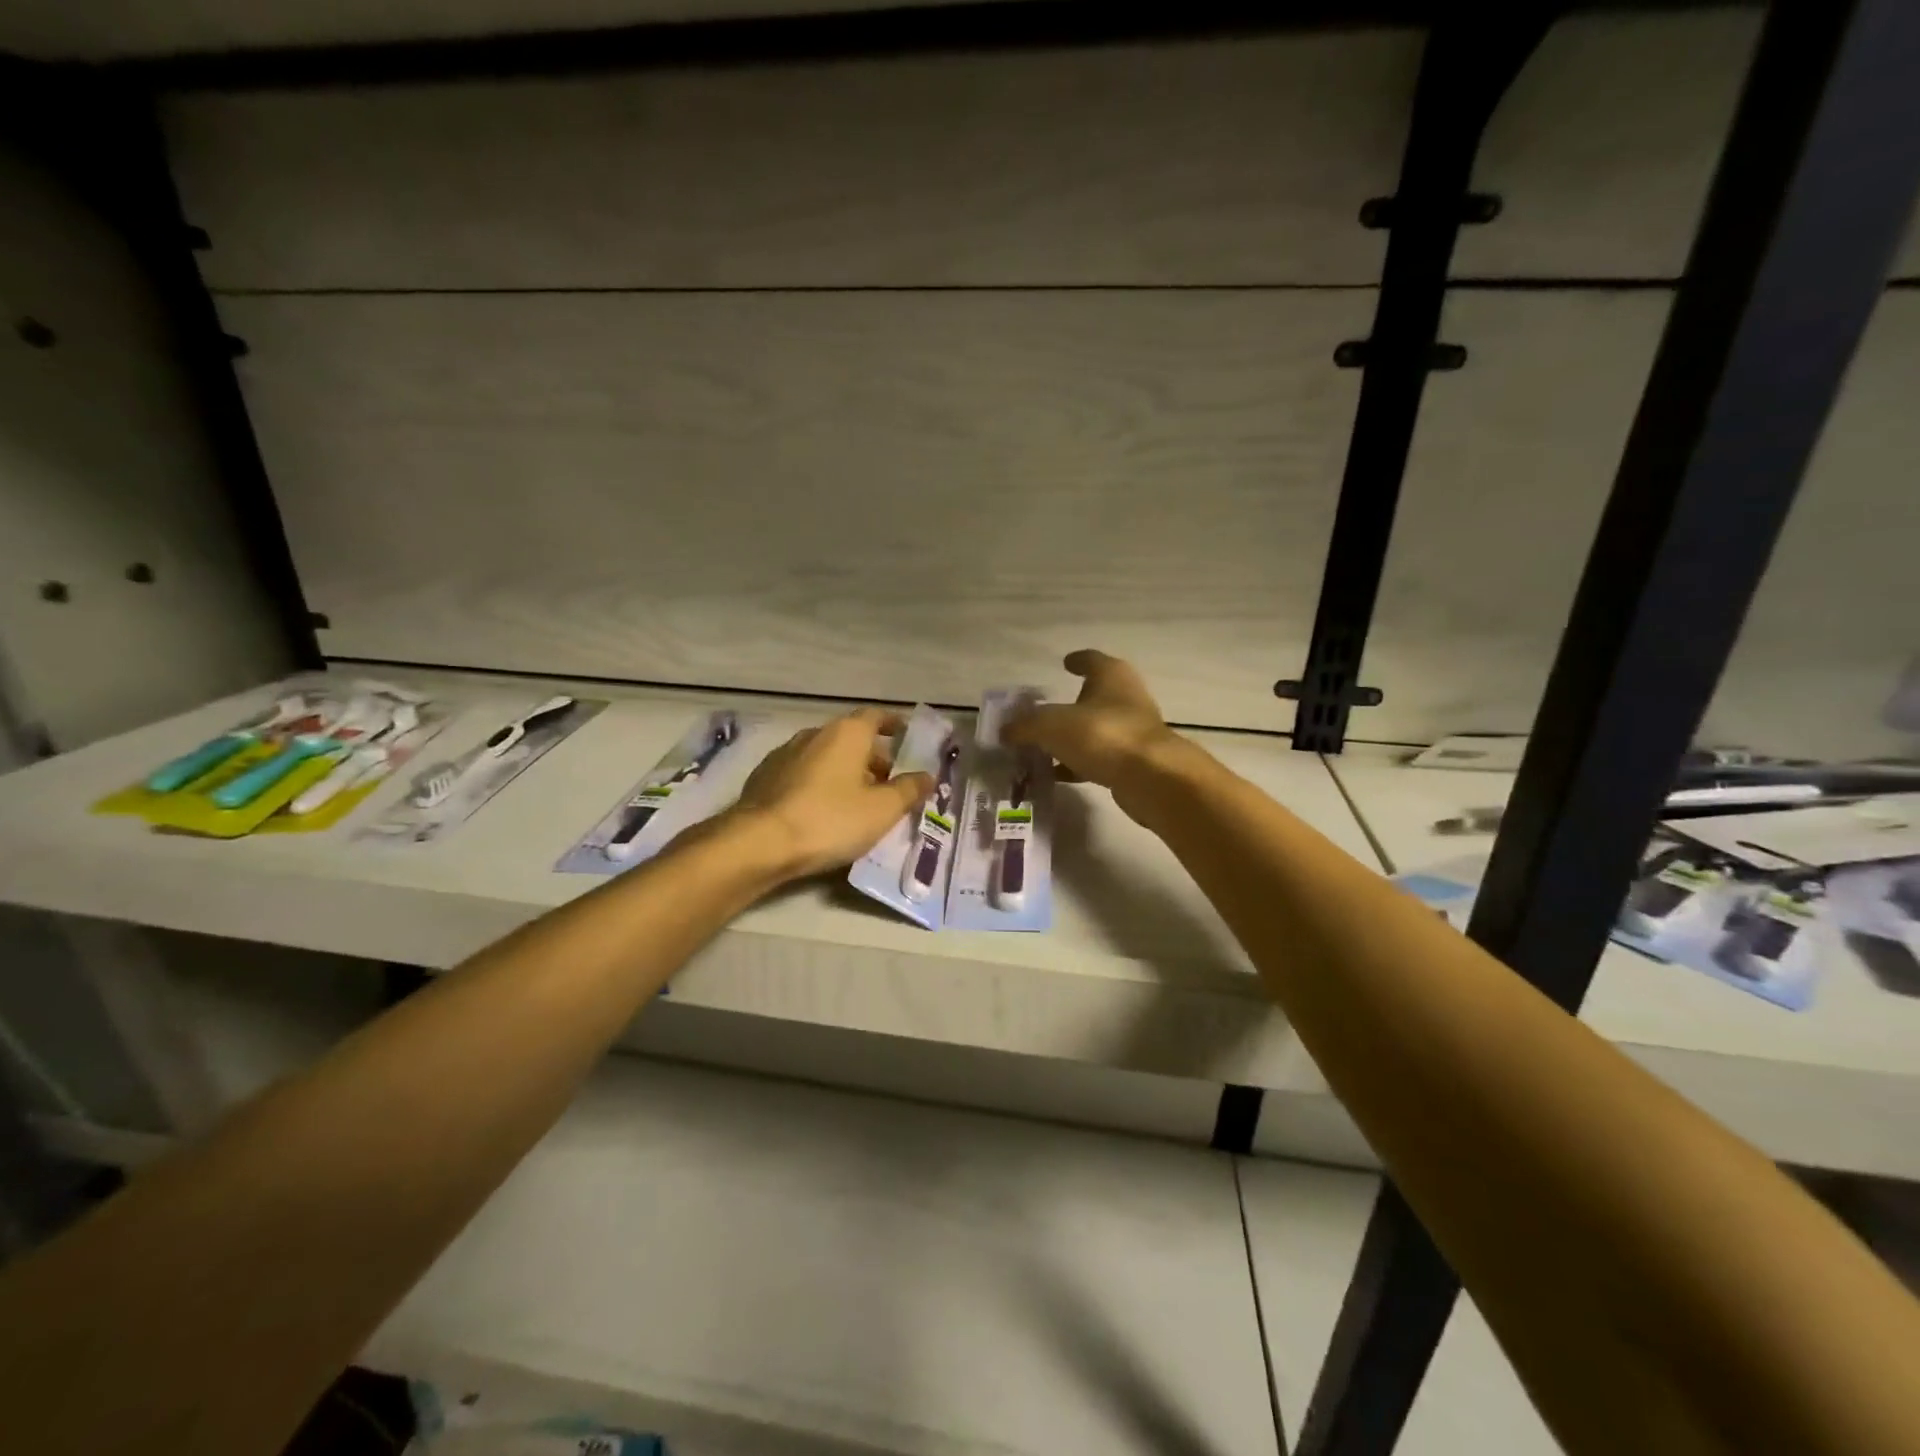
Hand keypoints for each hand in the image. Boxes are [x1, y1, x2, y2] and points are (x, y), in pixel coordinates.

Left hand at [729, 709, 934, 880]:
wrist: (760, 842)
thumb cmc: (830, 819)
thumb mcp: (882, 810)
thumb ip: (909, 790)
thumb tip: (927, 776)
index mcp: (846, 733)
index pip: (875, 716)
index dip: (893, 724)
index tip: (906, 736)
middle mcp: (815, 734)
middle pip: (851, 738)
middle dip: (873, 757)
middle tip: (890, 782)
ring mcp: (785, 754)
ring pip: (826, 756)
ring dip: (845, 772)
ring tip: (859, 800)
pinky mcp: (765, 777)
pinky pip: (803, 773)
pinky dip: (820, 784)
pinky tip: (824, 810)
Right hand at [1003, 650, 1180, 794]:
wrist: (1151, 778)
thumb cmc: (1102, 735)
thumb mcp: (1051, 726)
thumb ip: (1024, 726)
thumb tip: (1004, 731)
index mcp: (1111, 675)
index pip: (1091, 659)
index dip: (1076, 661)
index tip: (1063, 663)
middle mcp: (1125, 697)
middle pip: (1092, 696)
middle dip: (1068, 704)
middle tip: (1041, 713)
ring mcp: (1131, 730)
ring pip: (1094, 729)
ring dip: (1071, 737)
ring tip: (1041, 747)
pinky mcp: (1133, 761)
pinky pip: (1097, 757)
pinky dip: (1077, 763)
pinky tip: (1056, 774)